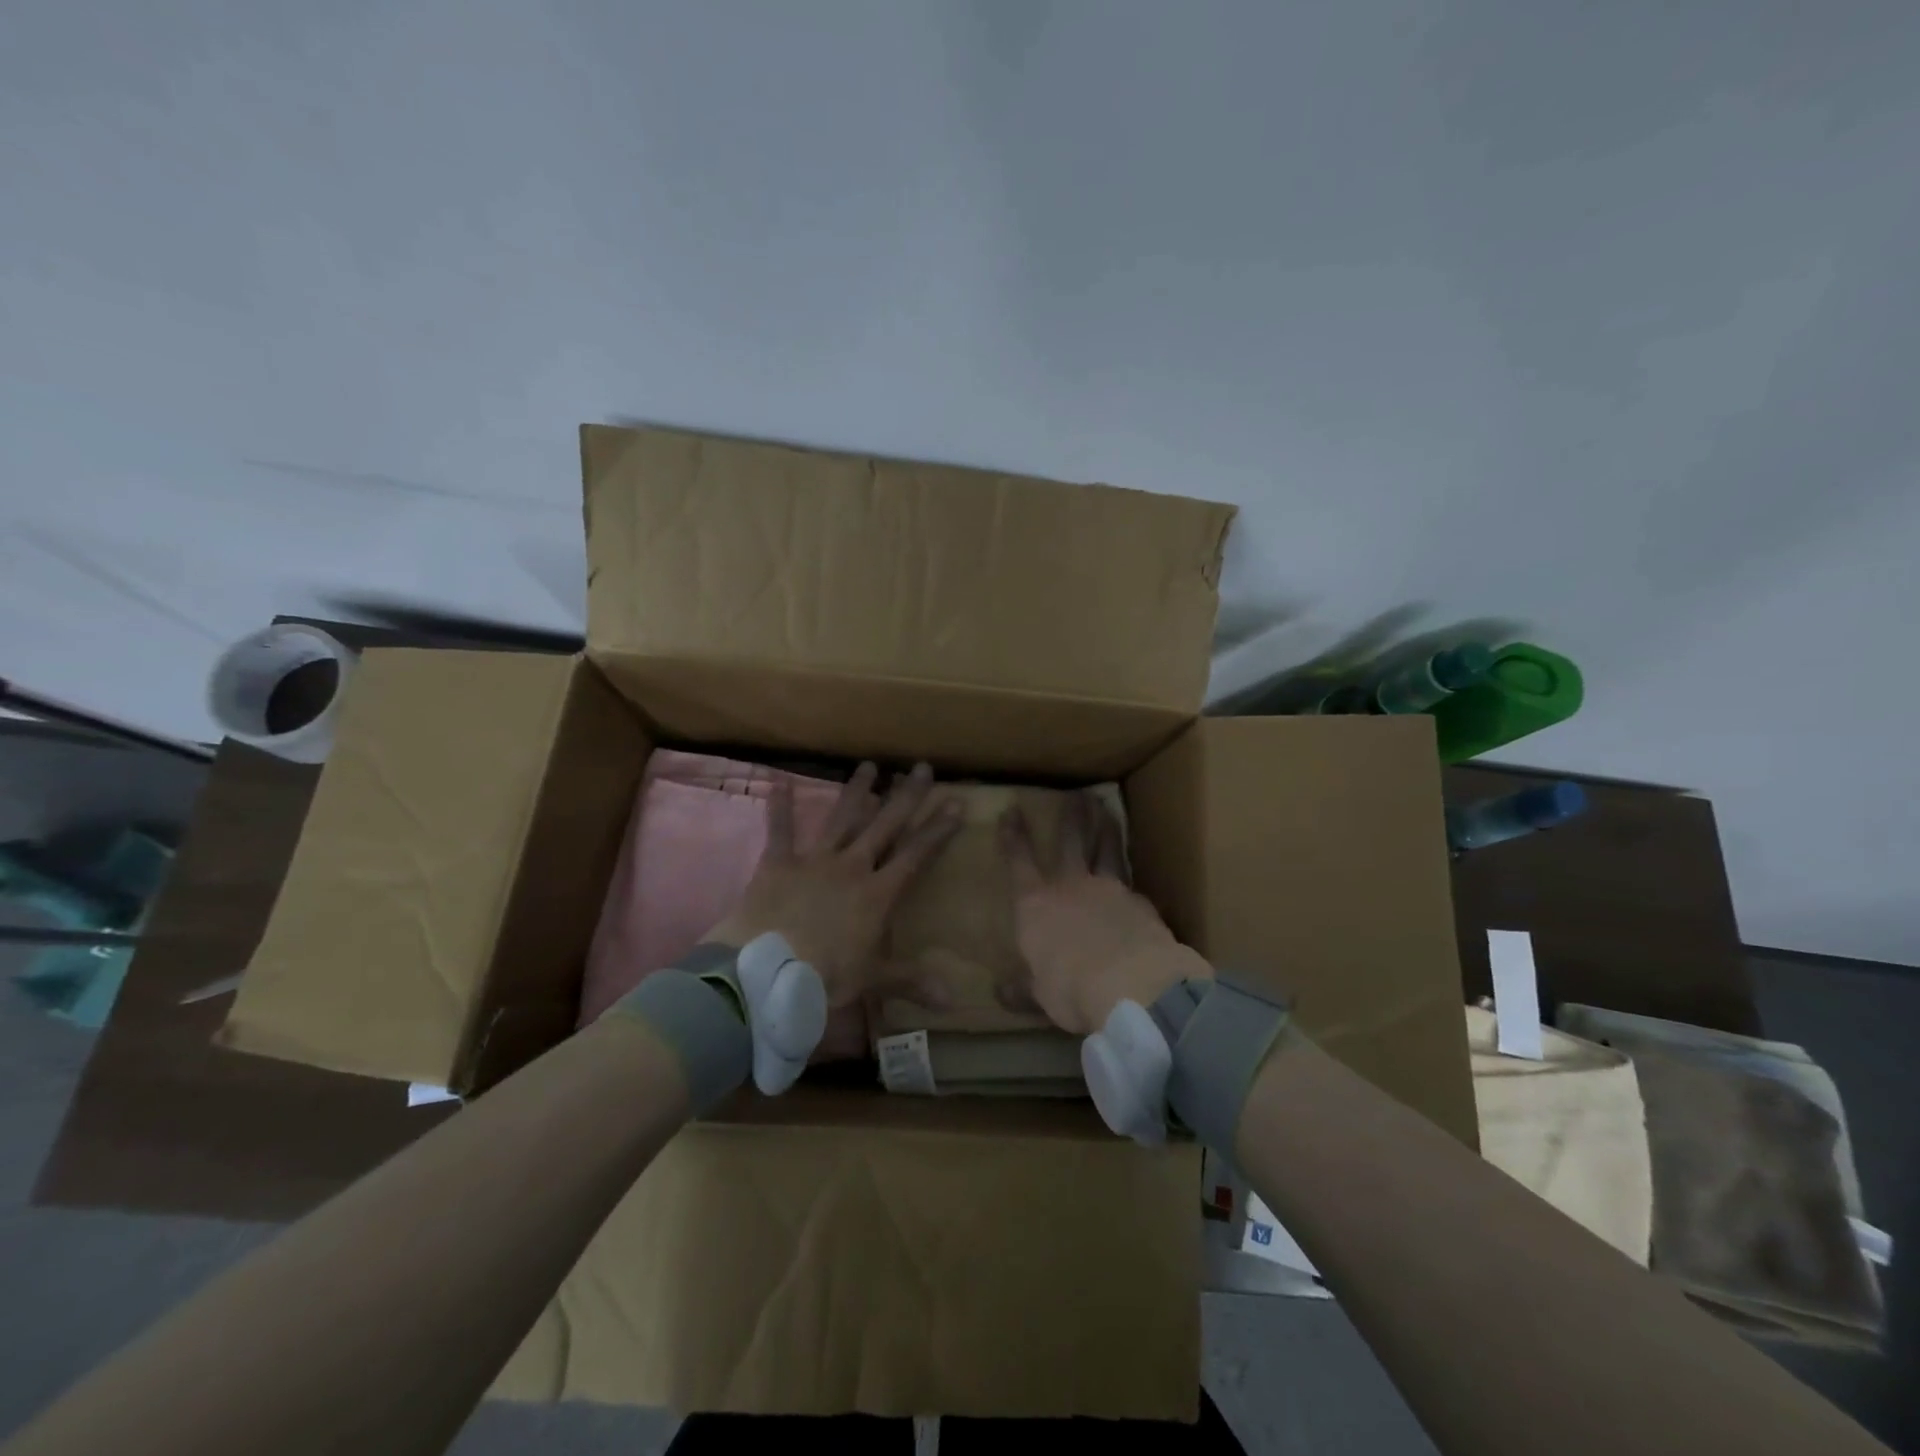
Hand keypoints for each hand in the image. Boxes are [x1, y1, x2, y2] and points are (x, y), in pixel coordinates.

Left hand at [706, 762, 961, 1055]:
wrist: (766, 973)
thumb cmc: (825, 977)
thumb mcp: (872, 980)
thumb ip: (911, 981)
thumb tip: (953, 1000)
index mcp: (877, 893)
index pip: (916, 854)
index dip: (938, 829)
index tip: (956, 802)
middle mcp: (852, 866)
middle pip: (885, 825)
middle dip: (906, 796)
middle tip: (921, 767)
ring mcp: (815, 860)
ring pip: (842, 818)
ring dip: (857, 791)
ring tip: (869, 765)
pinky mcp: (779, 863)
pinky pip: (780, 830)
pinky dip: (780, 806)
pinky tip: (778, 780)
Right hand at [999, 791, 1211, 1034]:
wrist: (1132, 984)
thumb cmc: (1071, 989)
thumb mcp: (1040, 996)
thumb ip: (1022, 989)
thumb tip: (1000, 992)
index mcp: (1036, 906)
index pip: (1019, 862)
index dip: (1013, 836)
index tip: (1011, 810)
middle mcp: (1070, 887)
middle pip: (1070, 842)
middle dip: (1070, 816)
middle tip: (1076, 794)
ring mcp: (1109, 890)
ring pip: (1106, 849)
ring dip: (1105, 827)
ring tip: (1106, 808)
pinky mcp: (1141, 902)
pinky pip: (1131, 881)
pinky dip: (1129, 874)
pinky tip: (1133, 879)